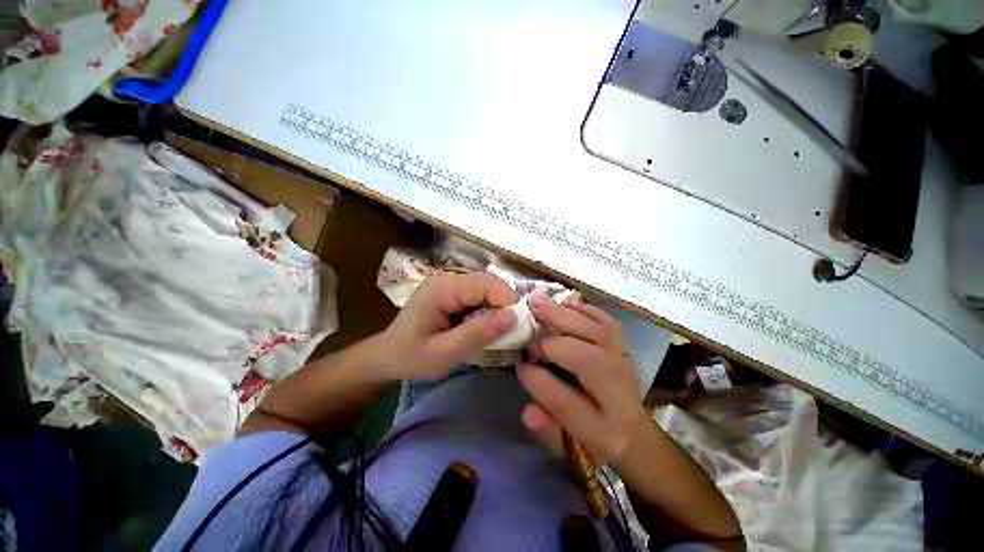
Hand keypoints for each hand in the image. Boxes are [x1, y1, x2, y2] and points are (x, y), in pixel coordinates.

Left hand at [373, 272, 518, 380]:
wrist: (386, 357)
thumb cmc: (409, 357)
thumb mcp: (442, 353)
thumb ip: (476, 334)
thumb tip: (512, 317)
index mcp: (442, 288)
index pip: (485, 283)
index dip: (507, 299)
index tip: (520, 324)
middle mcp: (448, 280)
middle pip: (488, 284)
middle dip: (505, 304)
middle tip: (515, 330)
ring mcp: (450, 286)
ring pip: (486, 290)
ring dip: (499, 309)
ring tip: (504, 331)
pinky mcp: (453, 295)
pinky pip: (479, 298)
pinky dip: (489, 311)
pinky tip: (489, 327)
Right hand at [517, 297, 648, 465]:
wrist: (634, 430)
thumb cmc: (595, 438)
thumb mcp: (568, 444)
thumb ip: (547, 429)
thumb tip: (527, 411)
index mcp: (603, 429)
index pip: (568, 405)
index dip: (539, 382)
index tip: (520, 366)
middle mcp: (618, 392)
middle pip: (589, 361)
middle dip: (554, 341)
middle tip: (526, 324)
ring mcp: (625, 363)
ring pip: (599, 334)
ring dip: (565, 316)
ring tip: (538, 303)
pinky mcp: (623, 345)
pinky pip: (607, 322)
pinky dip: (585, 310)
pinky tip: (565, 304)